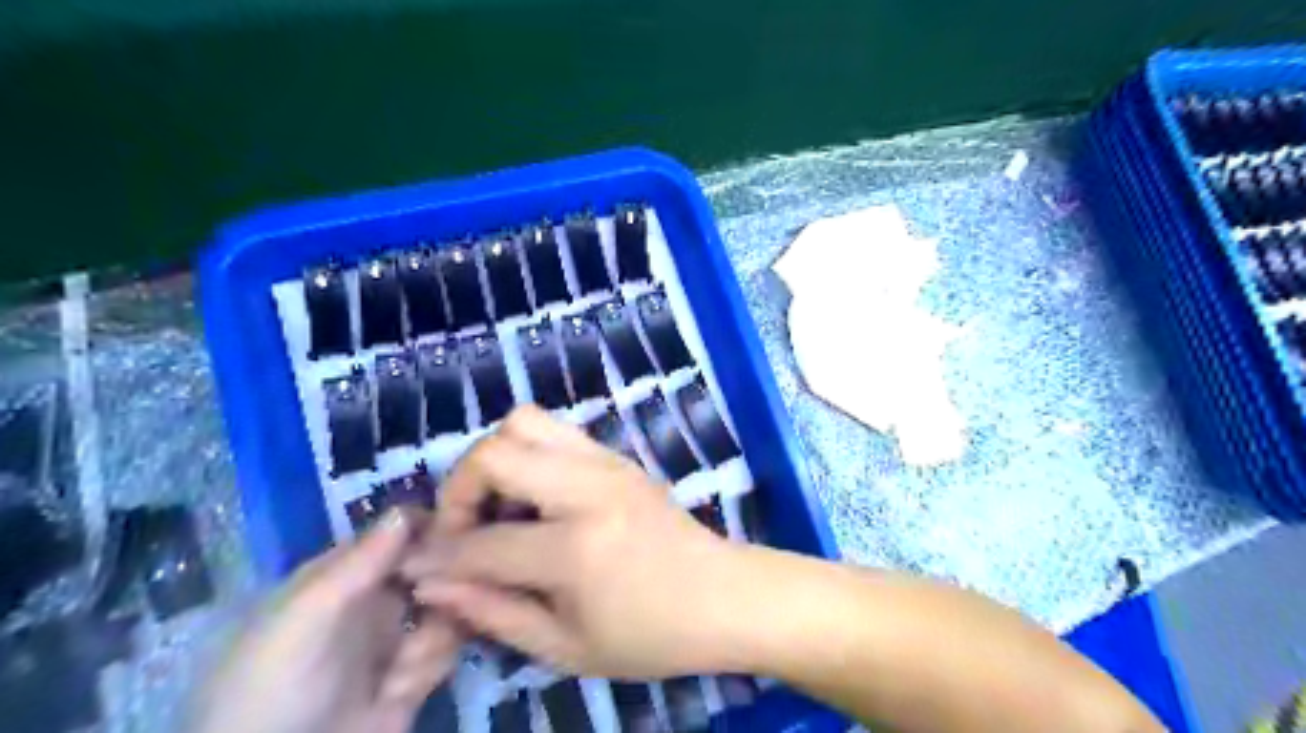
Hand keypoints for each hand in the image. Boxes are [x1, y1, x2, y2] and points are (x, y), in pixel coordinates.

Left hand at [188, 512, 458, 731]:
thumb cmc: (271, 687)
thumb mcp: (304, 619)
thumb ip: (357, 565)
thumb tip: (406, 508)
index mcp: (341, 576)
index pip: (398, 533)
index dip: (430, 529)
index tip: (458, 534)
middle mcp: (374, 600)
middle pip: (434, 569)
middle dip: (445, 584)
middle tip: (437, 604)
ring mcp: (394, 639)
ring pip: (447, 609)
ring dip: (435, 634)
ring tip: (404, 666)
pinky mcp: (412, 677)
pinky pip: (446, 651)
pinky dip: (430, 667)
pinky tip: (398, 690)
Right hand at [407, 403, 756, 678]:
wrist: (723, 595)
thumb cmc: (651, 635)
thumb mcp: (566, 647)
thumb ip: (493, 613)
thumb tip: (434, 584)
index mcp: (575, 547)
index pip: (482, 542)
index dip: (438, 557)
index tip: (416, 569)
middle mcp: (587, 488)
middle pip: (495, 451)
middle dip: (460, 488)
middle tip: (466, 530)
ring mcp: (605, 462)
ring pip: (525, 421)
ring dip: (495, 459)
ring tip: (500, 507)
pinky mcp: (616, 455)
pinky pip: (555, 430)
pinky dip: (528, 453)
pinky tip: (536, 499)